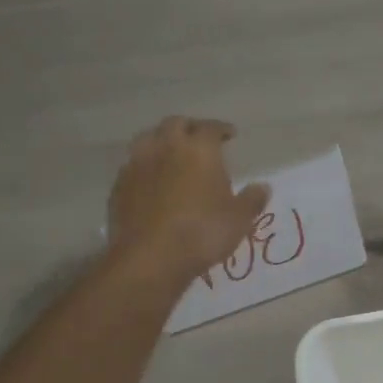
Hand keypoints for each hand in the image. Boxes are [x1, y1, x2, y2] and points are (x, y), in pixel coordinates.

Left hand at [104, 117, 269, 286]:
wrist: (150, 258)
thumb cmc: (203, 232)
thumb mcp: (239, 219)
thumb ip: (252, 200)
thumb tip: (262, 187)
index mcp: (199, 149)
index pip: (210, 127)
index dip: (221, 129)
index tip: (229, 135)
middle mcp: (166, 147)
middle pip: (175, 124)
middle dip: (189, 128)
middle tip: (199, 139)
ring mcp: (137, 165)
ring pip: (148, 139)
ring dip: (162, 141)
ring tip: (172, 155)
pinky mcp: (119, 186)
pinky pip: (133, 165)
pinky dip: (145, 166)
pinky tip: (152, 181)